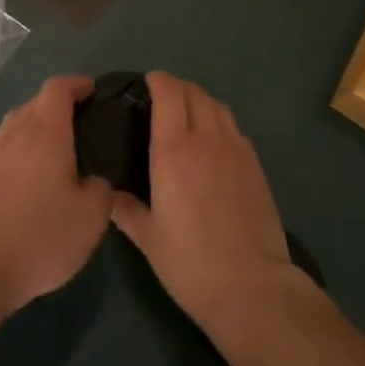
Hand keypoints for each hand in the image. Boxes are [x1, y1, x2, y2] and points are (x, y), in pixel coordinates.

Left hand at [0, 75, 112, 316]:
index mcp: (45, 131)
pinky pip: (3, 149)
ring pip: (17, 124)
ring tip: (56, 147)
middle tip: (82, 123)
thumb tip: (94, 180)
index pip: (58, 88)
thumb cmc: (42, 235)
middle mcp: (16, 133)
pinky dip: (19, 150)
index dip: (77, 84)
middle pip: (36, 103)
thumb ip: (101, 188)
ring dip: (36, 126)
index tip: (93, 92)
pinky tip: (28, 173)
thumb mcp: (92, 216)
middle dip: (59, 105)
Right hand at [110, 73, 298, 328]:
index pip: (169, 94)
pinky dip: (220, 121)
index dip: (158, 80)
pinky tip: (214, 142)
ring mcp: (236, 148)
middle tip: (163, 98)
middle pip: (194, 93)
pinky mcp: (255, 164)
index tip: (147, 82)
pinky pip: (234, 127)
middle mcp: (206, 138)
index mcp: (174, 150)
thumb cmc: (190, 262)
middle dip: (177, 87)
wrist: (251, 285)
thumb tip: (109, 193)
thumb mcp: (148, 239)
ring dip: (200, 100)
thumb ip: (126, 209)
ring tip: (188, 114)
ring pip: (218, 105)